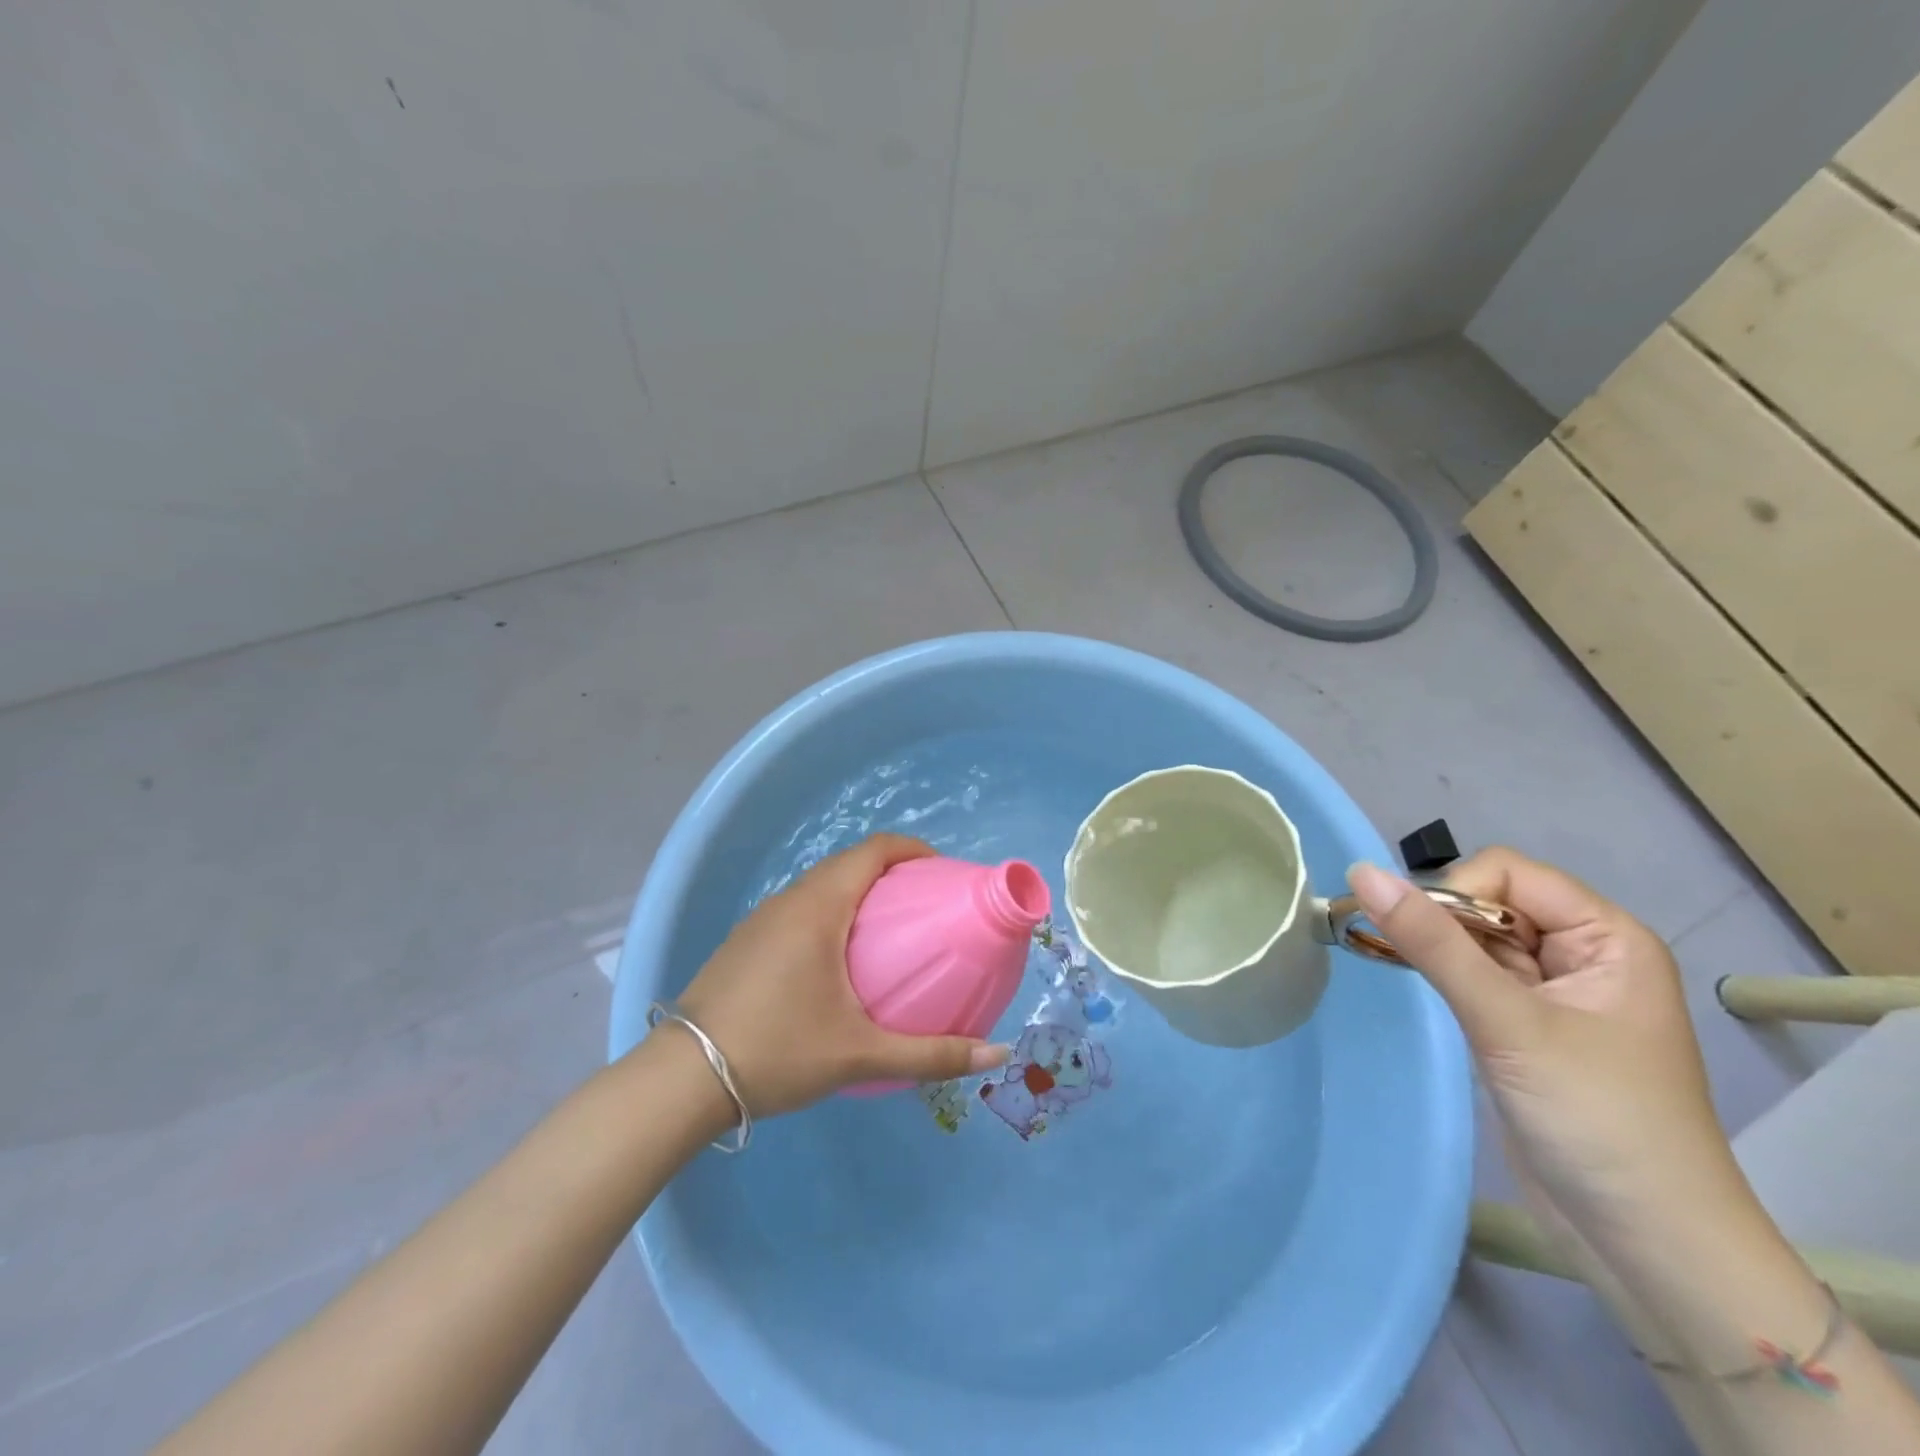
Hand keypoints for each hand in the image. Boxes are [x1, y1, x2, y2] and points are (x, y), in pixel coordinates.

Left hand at [668, 834, 1008, 1118]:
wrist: (682, 1079)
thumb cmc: (778, 1051)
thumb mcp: (860, 1053)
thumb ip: (930, 1053)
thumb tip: (997, 1051)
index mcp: (819, 907)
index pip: (874, 850)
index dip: (913, 850)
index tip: (942, 874)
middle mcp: (789, 900)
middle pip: (848, 864)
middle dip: (891, 872)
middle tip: (925, 905)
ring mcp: (761, 919)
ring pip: (819, 886)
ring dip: (857, 892)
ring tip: (888, 931)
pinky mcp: (744, 942)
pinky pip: (798, 908)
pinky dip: (829, 912)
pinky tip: (837, 959)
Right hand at [1347, 850, 1746, 1245]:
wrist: (1647, 1246)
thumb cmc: (1596, 1120)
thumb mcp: (1508, 1023)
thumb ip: (1432, 944)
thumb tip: (1361, 872)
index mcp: (1607, 938)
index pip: (1509, 874)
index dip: (1457, 893)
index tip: (1421, 939)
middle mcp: (1584, 955)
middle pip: (1490, 903)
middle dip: (1438, 921)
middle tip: (1394, 954)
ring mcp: (1555, 993)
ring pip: (1475, 939)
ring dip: (1433, 948)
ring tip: (1389, 966)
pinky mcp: (1527, 1028)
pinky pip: (1474, 976)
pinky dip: (1439, 974)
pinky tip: (1411, 985)